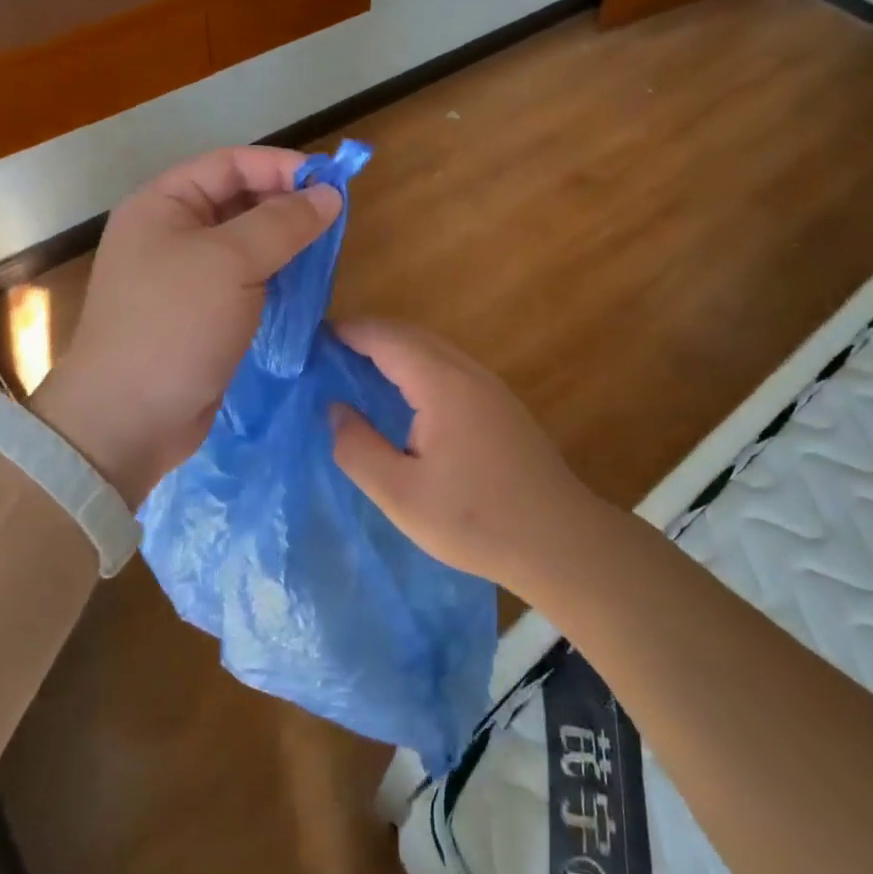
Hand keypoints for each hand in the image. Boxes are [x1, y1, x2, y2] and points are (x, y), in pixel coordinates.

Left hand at [31, 147, 340, 504]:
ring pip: (245, 243)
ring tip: (326, 251)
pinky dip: (275, 277)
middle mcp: (171, 232)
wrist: (128, 419)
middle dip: (286, 205)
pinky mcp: (200, 314)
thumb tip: (329, 194)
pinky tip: (304, 285)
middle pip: (238, 200)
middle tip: (335, 221)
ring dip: (285, 243)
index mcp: (163, 203)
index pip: (230, 164)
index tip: (331, 184)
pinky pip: (245, 280)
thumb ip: (282, 223)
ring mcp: (184, 276)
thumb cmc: (174, 325)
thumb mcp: (231, 262)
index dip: (281, 167)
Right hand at [329, 321, 606, 596]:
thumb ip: (358, 449)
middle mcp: (467, 372)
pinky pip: (449, 367)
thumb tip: (335, 410)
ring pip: (433, 349)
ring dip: (394, 350)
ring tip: (357, 370)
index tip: (313, 340)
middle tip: (328, 355)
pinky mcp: (501, 404)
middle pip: (411, 335)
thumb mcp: (401, 495)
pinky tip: (404, 397)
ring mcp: (490, 386)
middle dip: (368, 336)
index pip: (387, 338)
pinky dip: (417, 366)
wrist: (559, 540)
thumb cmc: (476, 520)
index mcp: (442, 384)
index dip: (349, 332)